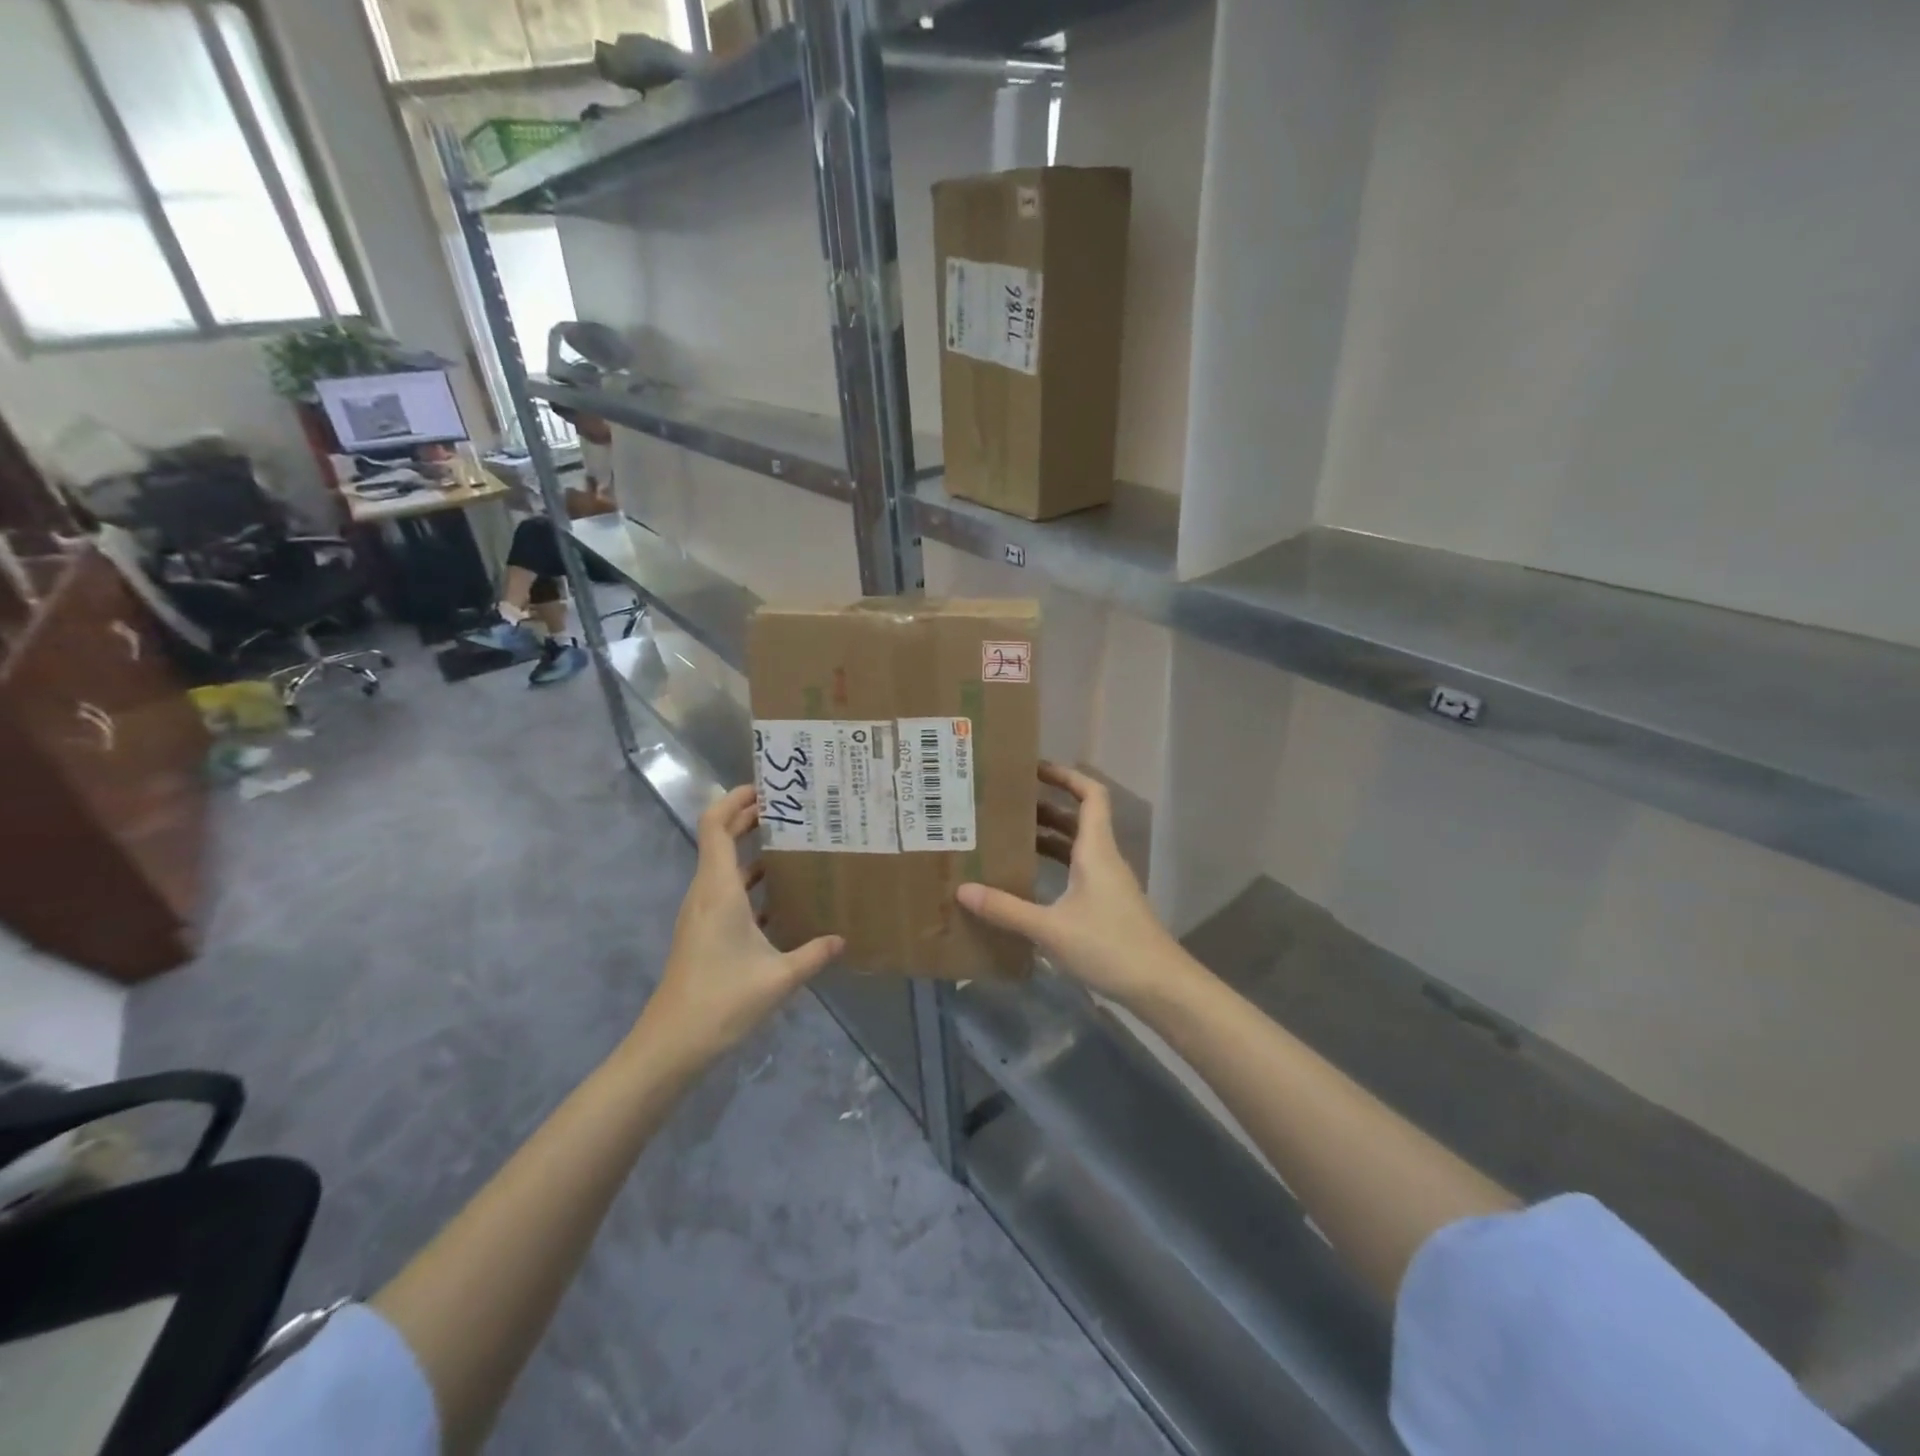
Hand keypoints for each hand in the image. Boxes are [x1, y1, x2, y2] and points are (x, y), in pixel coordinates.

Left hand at [635, 786, 843, 1069]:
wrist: (671, 1045)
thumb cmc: (722, 1000)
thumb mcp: (778, 977)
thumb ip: (813, 954)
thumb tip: (841, 939)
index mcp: (718, 890)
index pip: (715, 826)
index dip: (734, 799)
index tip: (765, 786)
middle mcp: (705, 893)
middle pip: (720, 840)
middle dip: (749, 818)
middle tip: (789, 808)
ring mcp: (701, 914)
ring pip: (724, 867)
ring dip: (751, 851)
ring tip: (792, 845)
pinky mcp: (702, 933)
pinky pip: (726, 892)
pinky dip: (750, 883)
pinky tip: (780, 896)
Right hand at [957, 763, 1187, 1008]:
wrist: (1160, 987)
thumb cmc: (1109, 946)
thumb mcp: (1050, 928)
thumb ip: (1006, 909)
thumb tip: (963, 890)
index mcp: (1096, 850)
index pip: (1090, 795)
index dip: (1066, 776)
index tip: (1035, 769)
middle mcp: (1104, 859)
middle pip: (1079, 819)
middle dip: (1046, 807)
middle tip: (1007, 805)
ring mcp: (1109, 884)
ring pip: (1077, 847)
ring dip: (1048, 838)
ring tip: (1010, 837)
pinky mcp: (1108, 906)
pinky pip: (1078, 872)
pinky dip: (1055, 866)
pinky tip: (1030, 881)